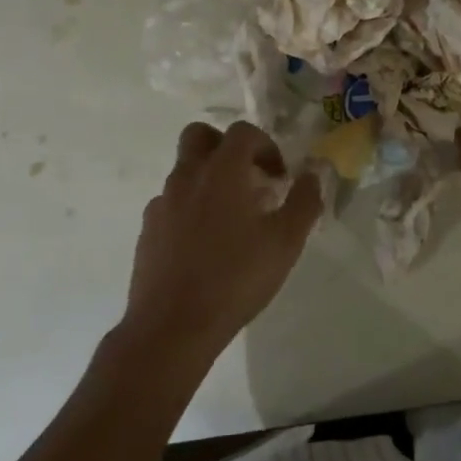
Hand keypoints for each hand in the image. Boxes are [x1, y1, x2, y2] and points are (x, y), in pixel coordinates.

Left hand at [120, 121, 321, 365]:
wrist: (171, 328)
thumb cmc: (235, 278)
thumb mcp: (286, 242)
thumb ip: (304, 201)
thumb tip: (313, 173)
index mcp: (222, 170)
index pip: (243, 132)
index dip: (266, 146)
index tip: (279, 177)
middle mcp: (188, 175)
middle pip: (200, 136)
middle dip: (225, 147)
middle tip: (247, 178)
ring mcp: (162, 202)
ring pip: (184, 171)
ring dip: (208, 180)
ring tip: (230, 219)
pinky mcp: (148, 230)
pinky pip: (170, 203)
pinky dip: (188, 209)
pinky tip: (203, 244)